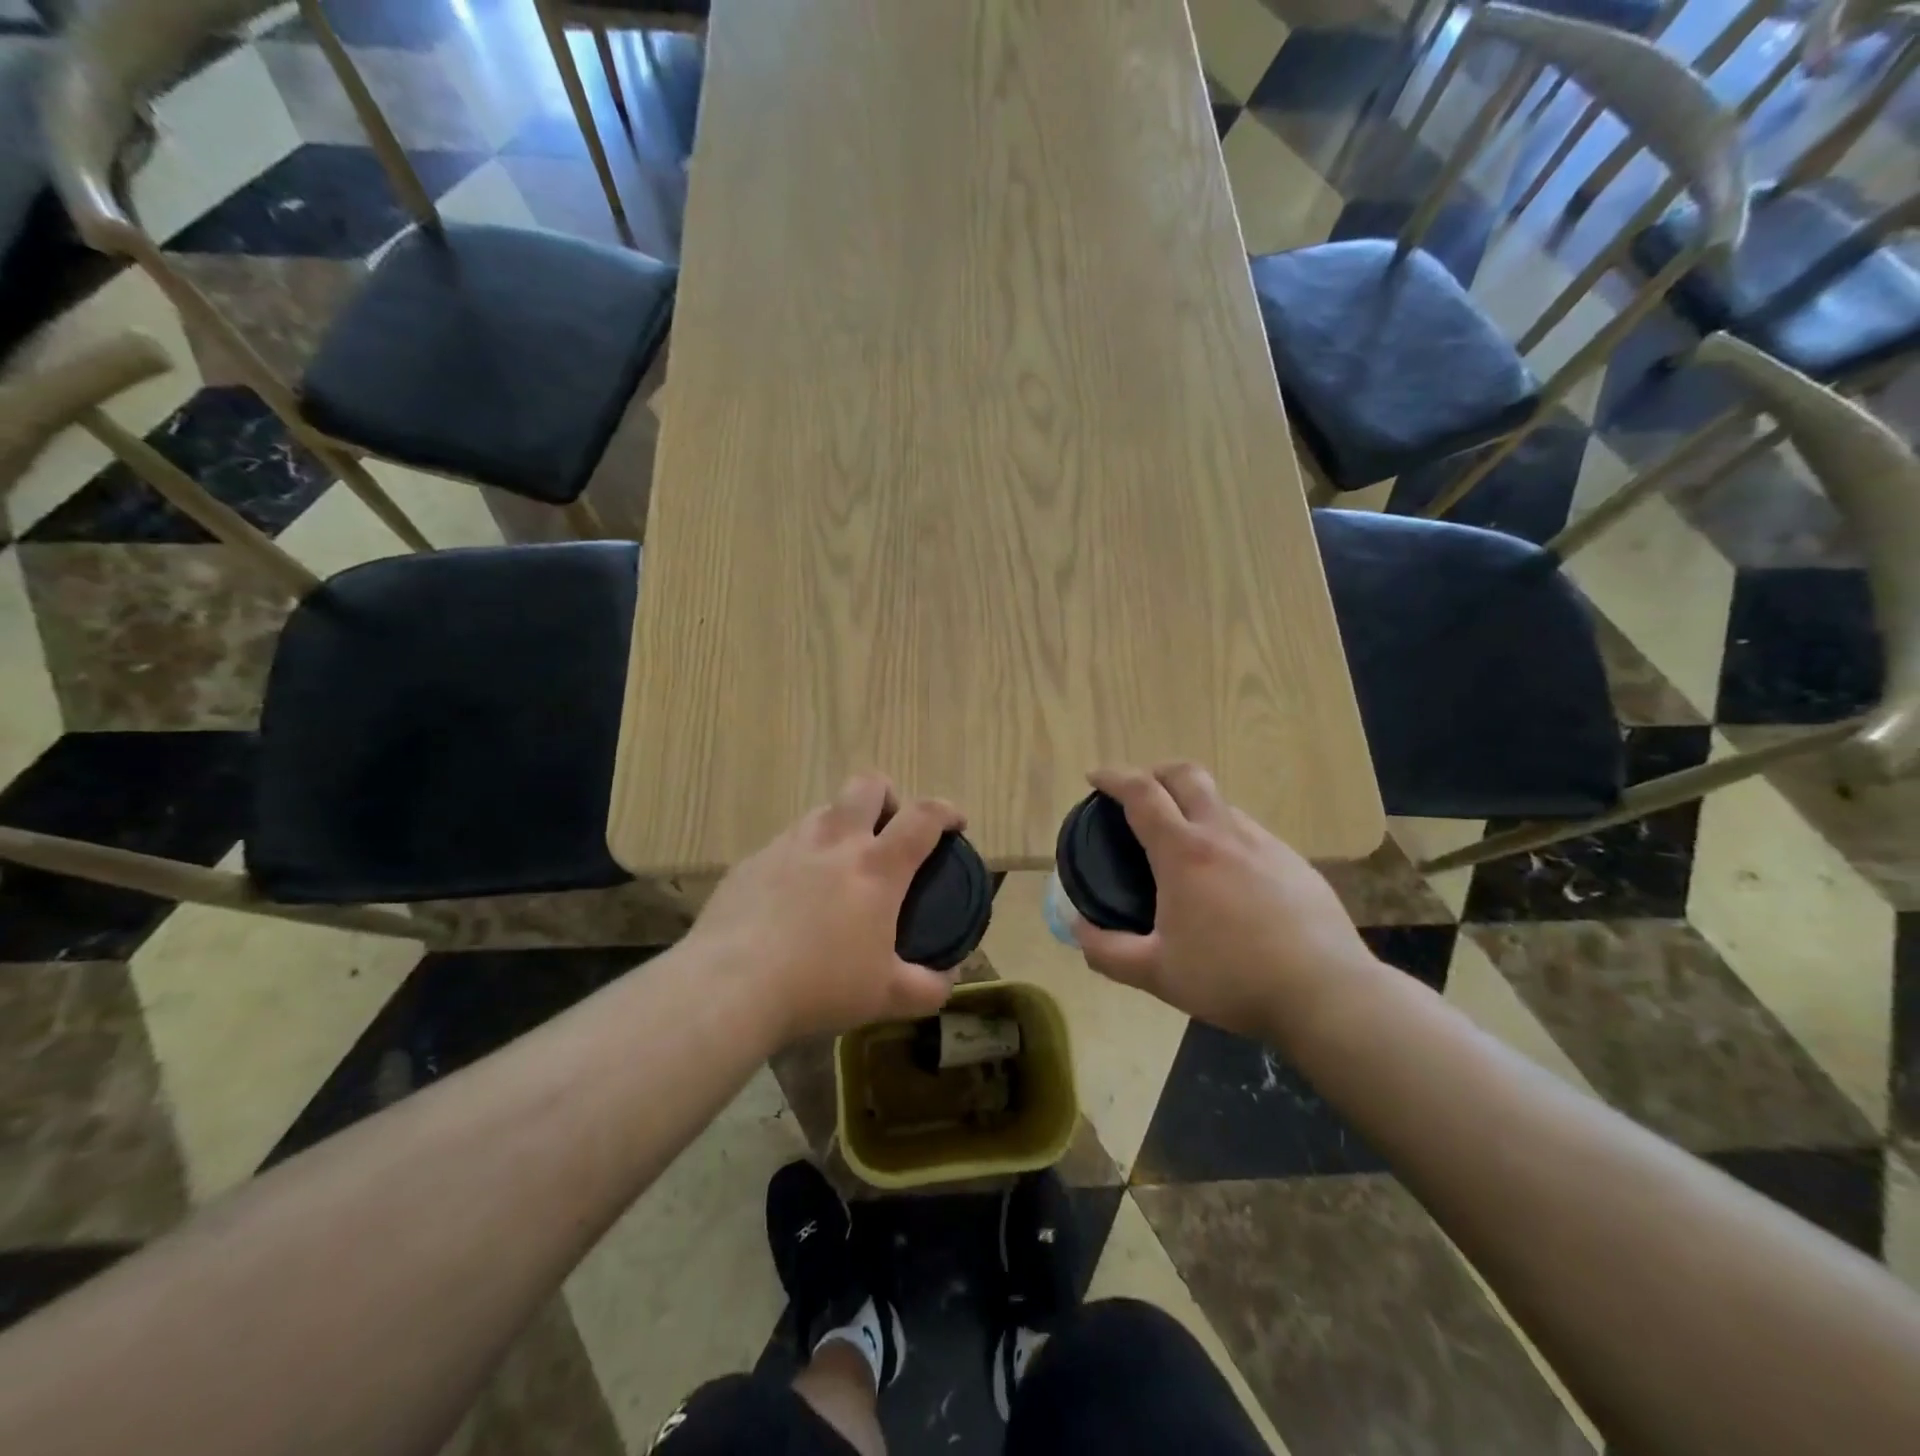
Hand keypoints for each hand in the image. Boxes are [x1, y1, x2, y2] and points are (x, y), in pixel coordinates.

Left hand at [687, 773, 961, 1046]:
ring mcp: (788, 845)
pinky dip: (801, 858)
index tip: (956, 823)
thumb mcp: (886, 996)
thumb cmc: (819, 986)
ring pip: (824, 811)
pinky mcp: (751, 861)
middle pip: (868, 785)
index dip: (947, 811)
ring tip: (839, 868)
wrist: (730, 986)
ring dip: (842, 826)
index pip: (923, 817)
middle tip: (888, 832)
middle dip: (888, 797)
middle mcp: (835, 842)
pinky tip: (792, 898)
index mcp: (876, 867)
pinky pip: (786, 843)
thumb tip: (950, 976)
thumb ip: (929, 986)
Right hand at [1072, 763, 1376, 1040]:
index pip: (1142, 793)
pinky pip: (1250, 834)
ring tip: (1183, 844)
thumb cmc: (1232, 979)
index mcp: (1184, 852)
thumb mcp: (1157, 974)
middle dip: (1156, 771)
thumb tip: (1077, 929)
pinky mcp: (1295, 863)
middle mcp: (1224, 834)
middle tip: (1140, 792)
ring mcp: (1266, 844)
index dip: (1114, 777)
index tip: (1095, 777)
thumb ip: (1108, 952)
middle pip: (1187, 775)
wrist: (1327, 993)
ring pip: (1221, 804)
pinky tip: (1229, 879)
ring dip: (1193, 806)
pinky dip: (1225, 837)